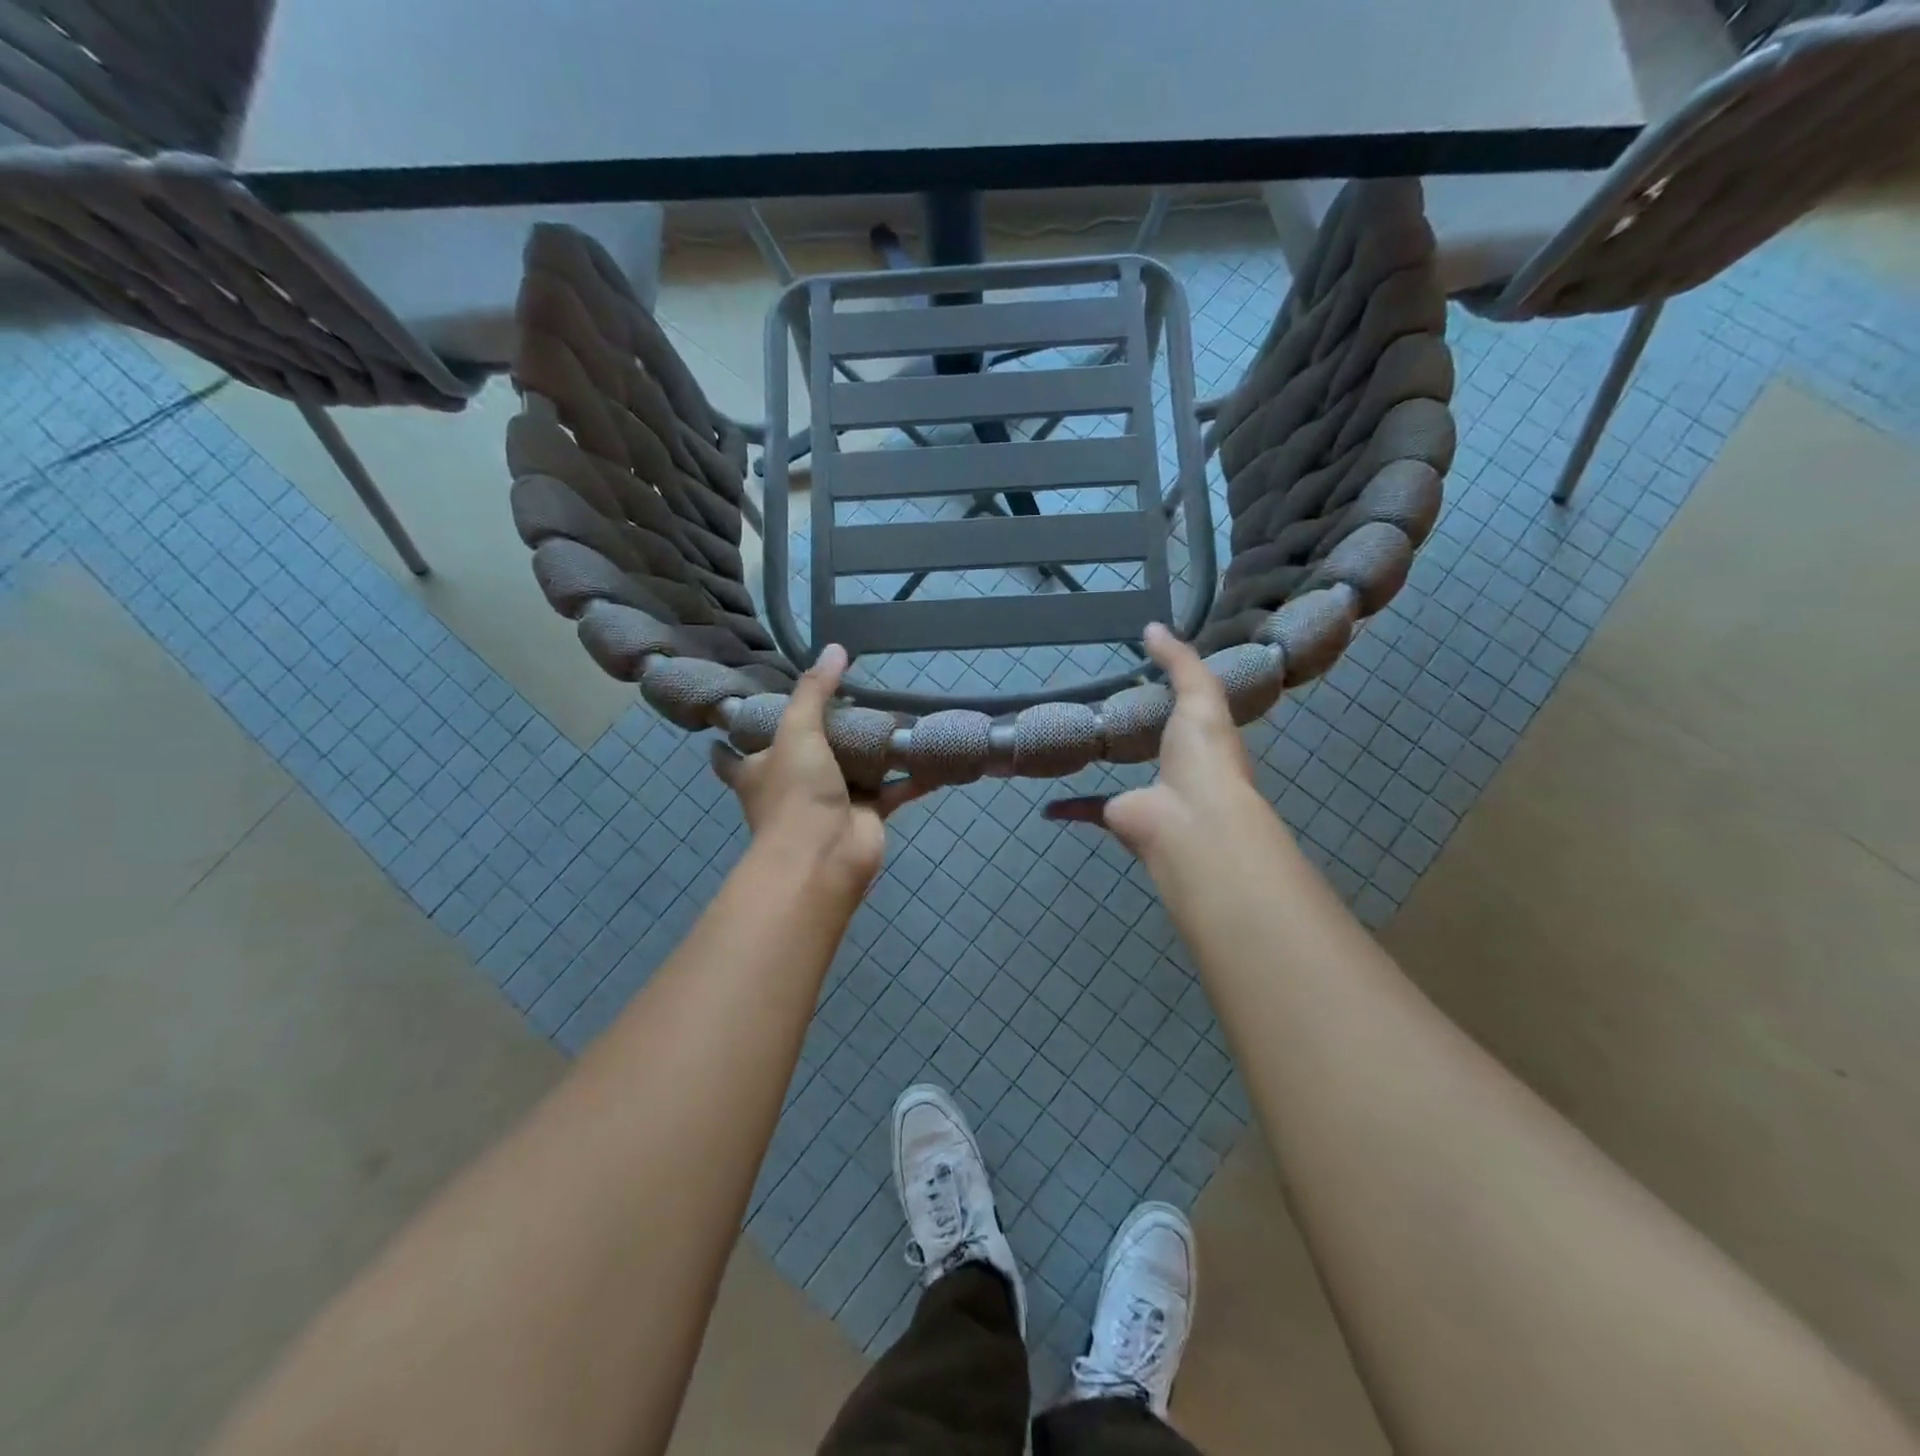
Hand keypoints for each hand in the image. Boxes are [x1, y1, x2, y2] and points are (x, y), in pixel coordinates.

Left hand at [712, 644, 927, 892]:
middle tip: (843, 697)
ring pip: (852, 769)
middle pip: (802, 753)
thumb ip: (814, 690)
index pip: (733, 752)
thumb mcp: (796, 731)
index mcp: (758, 769)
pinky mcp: (866, 815)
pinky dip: (912, 775)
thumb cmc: (795, 792)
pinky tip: (931, 753)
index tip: (744, 708)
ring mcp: (830, 801)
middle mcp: (791, 785)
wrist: (825, 856)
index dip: (735, 732)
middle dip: (821, 732)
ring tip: (890, 714)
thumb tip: (835, 648)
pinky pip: (893, 789)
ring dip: (871, 750)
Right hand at [1044, 623, 1276, 881]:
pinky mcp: (1119, 815)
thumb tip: (1152, 626)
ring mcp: (1148, 796)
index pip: (1191, 716)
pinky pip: (1089, 808)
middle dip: (1137, 735)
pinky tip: (1048, 800)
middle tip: (1105, 710)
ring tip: (1077, 744)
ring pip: (1122, 779)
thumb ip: (1179, 661)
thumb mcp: (1200, 695)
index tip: (1149, 678)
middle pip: (1156, 749)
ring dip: (1104, 768)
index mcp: (1205, 743)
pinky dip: (1069, 806)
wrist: (1190, 820)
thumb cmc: (1204, 755)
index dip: (1175, 697)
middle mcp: (1179, 772)